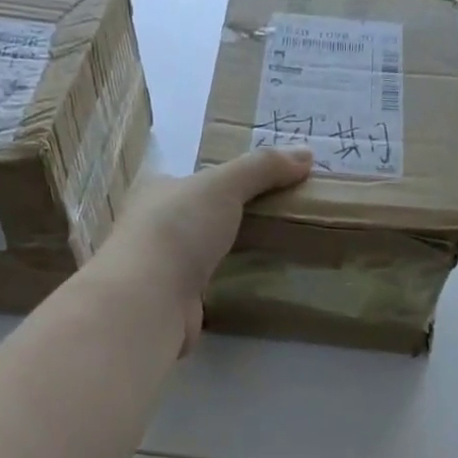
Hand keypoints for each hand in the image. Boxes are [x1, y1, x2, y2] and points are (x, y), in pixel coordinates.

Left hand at [100, 147, 313, 351]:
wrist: (150, 298)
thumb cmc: (179, 228)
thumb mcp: (224, 185)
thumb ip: (263, 168)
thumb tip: (307, 154)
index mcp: (155, 193)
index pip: (190, 182)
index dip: (220, 183)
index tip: (257, 191)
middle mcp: (151, 228)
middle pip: (194, 220)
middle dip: (224, 223)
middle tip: (269, 225)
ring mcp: (159, 269)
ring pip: (197, 257)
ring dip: (222, 258)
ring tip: (265, 258)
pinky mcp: (171, 304)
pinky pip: (202, 290)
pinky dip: (220, 288)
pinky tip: (245, 289)